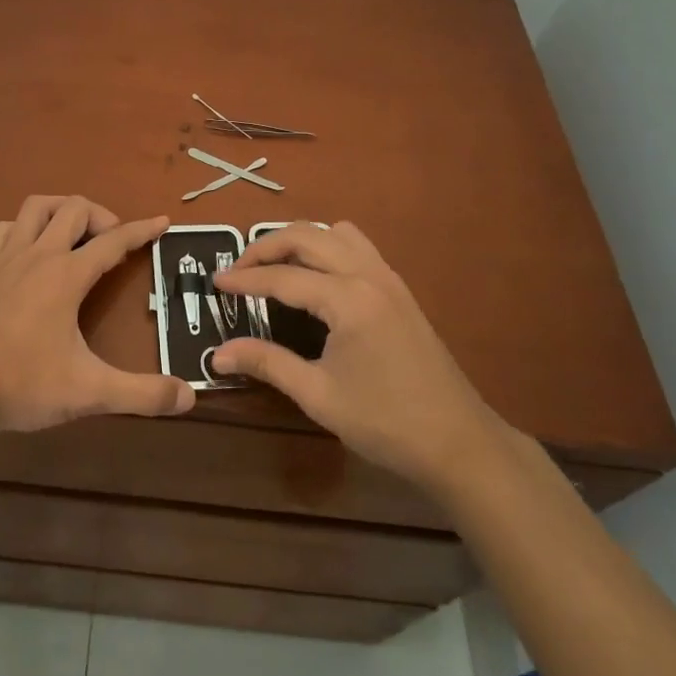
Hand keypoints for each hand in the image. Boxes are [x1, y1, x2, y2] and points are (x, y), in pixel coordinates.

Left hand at [0, 196, 194, 436]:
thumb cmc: (24, 385)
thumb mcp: (90, 392)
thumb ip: (142, 394)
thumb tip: (189, 396)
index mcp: (67, 275)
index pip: (113, 241)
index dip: (141, 230)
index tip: (161, 222)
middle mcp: (38, 255)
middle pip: (75, 209)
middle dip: (102, 216)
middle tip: (113, 242)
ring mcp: (5, 258)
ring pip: (37, 208)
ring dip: (61, 211)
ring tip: (74, 234)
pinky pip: (6, 229)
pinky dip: (25, 229)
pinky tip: (29, 250)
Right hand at [212, 222, 505, 495]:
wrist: (459, 442)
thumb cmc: (386, 423)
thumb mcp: (319, 396)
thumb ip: (267, 363)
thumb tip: (217, 354)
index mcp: (348, 299)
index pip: (283, 277)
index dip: (245, 279)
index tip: (216, 282)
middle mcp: (368, 274)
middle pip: (307, 236)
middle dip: (266, 246)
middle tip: (239, 269)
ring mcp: (388, 277)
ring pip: (335, 233)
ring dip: (300, 239)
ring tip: (275, 266)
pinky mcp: (399, 289)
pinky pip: (357, 246)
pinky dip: (328, 247)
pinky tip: (317, 278)